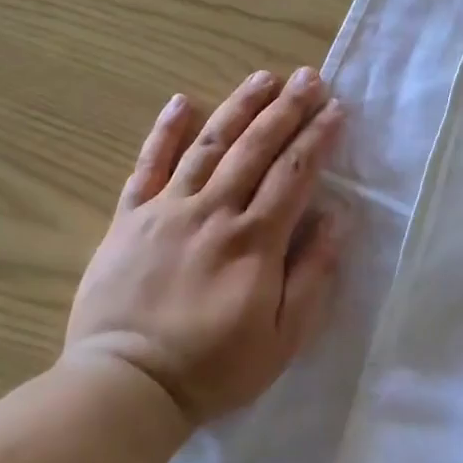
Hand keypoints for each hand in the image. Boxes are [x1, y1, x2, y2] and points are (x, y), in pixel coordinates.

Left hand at [62, 69, 343, 427]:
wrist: (126, 385)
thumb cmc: (215, 367)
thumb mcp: (284, 336)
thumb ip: (313, 273)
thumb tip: (337, 218)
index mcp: (254, 240)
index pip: (294, 173)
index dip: (317, 137)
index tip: (335, 108)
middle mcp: (213, 212)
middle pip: (256, 148)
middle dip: (286, 109)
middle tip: (309, 77)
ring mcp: (167, 210)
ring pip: (209, 146)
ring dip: (239, 107)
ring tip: (263, 77)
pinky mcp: (129, 219)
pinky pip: (148, 166)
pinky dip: (165, 132)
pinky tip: (182, 102)